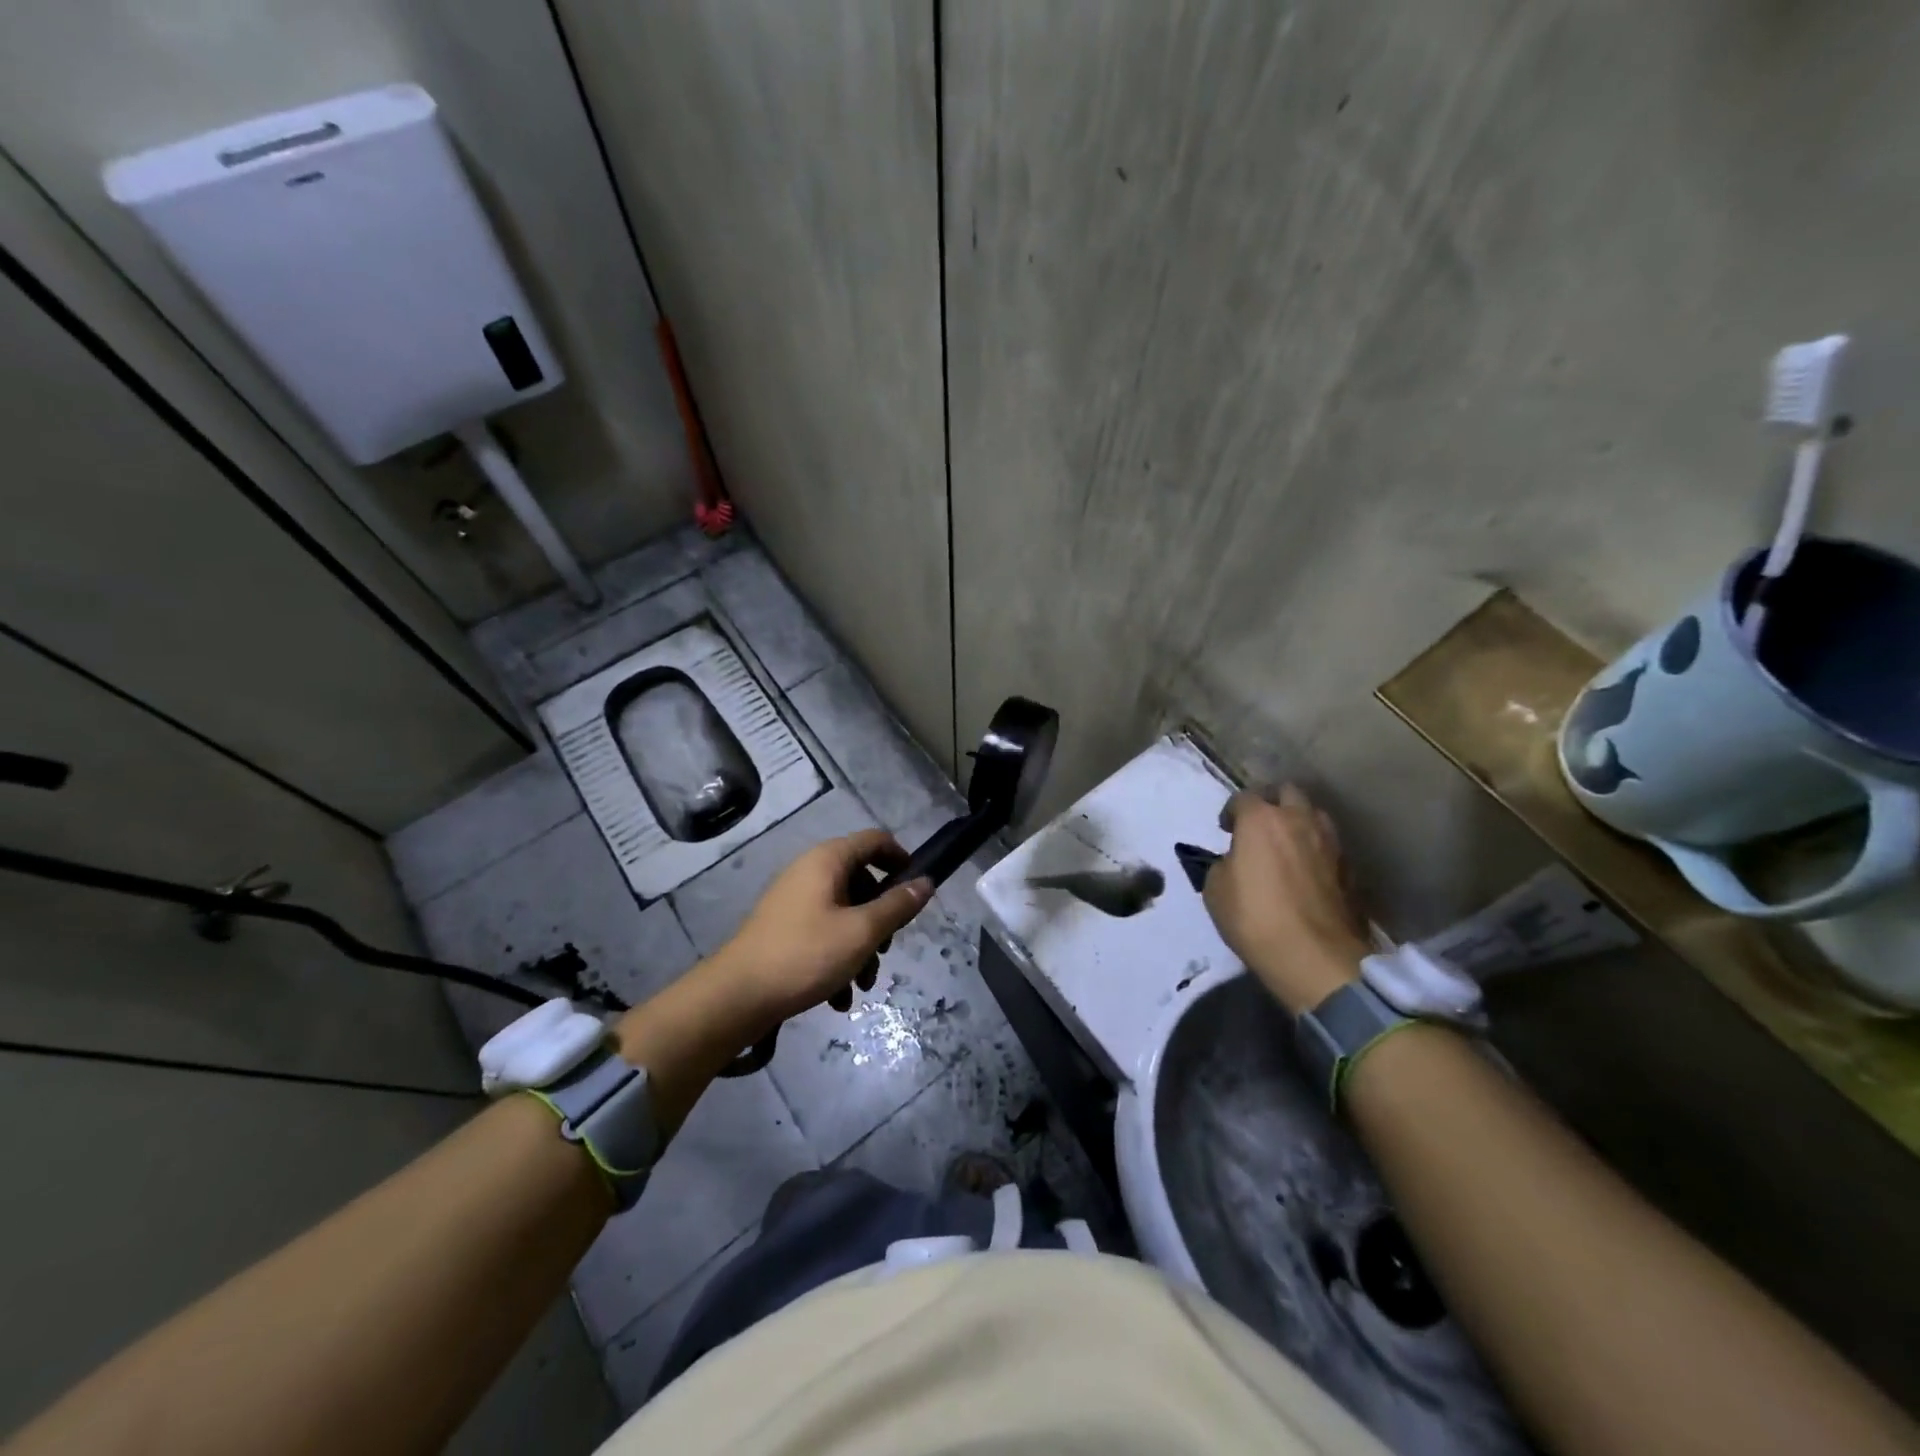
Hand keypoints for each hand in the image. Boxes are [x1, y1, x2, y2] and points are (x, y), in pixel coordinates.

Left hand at [711, 829, 932, 1022]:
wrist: (737, 997)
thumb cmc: (806, 955)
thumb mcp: (862, 932)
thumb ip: (898, 906)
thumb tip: (926, 882)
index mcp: (828, 860)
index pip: (876, 840)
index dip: (902, 859)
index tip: (917, 891)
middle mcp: (810, 871)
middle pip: (862, 881)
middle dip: (881, 918)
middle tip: (886, 949)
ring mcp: (795, 900)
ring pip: (845, 913)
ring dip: (862, 947)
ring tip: (862, 985)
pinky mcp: (784, 928)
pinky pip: (824, 932)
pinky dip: (838, 959)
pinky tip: (839, 997)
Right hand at [1203, 785, 1369, 1014]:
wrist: (1316, 958)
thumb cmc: (1255, 918)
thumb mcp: (1216, 890)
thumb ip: (1224, 864)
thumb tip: (1235, 861)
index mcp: (1261, 819)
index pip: (1243, 797)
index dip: (1231, 811)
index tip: (1226, 829)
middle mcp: (1299, 820)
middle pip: (1287, 792)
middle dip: (1271, 802)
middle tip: (1259, 825)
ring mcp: (1331, 843)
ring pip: (1315, 815)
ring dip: (1298, 822)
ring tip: (1286, 845)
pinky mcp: (1350, 869)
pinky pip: (1329, 846)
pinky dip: (1316, 850)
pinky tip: (1306, 870)